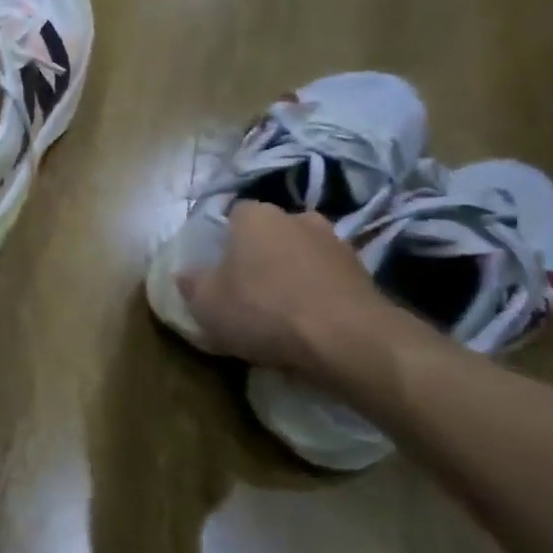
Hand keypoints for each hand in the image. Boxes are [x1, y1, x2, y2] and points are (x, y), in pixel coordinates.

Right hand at [176, 201, 391, 375]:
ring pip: (303, 254)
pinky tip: (310, 320)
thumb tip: (186, 274)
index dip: (224, 238)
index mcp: (256, 217)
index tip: (218, 265)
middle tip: (249, 285)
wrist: (346, 339)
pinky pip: (329, 279)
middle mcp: (298, 218)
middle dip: (262, 253)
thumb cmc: (263, 310)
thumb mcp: (206, 303)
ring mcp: (337, 244)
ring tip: (282, 308)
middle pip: (272, 232)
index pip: (234, 213)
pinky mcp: (365, 274)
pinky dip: (319, 293)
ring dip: (294, 272)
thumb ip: (192, 283)